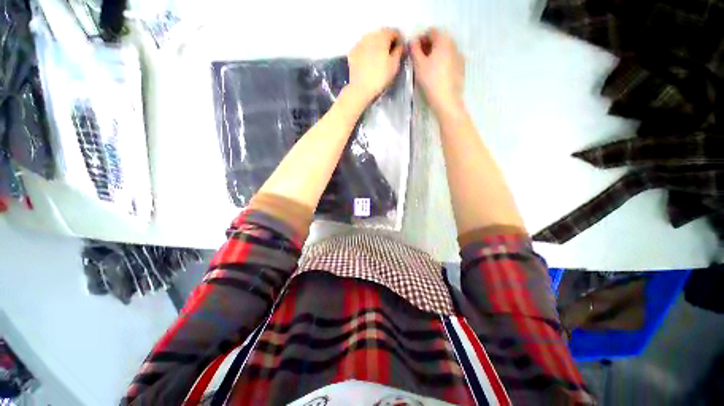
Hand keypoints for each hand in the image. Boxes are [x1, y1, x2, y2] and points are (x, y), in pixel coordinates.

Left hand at [347, 28, 403, 104]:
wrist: (360, 88)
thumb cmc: (380, 77)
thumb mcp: (394, 65)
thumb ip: (399, 51)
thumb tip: (400, 45)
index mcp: (382, 36)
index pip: (394, 31)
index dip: (400, 40)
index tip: (401, 50)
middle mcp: (370, 35)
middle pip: (382, 34)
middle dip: (387, 42)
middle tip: (391, 54)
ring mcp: (360, 42)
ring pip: (371, 40)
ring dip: (377, 46)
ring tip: (380, 58)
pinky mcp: (353, 52)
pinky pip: (363, 47)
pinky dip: (368, 51)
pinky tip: (370, 61)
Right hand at [411, 29, 464, 117]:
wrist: (446, 100)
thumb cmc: (431, 81)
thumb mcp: (419, 64)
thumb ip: (414, 50)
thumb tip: (412, 41)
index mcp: (444, 41)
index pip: (431, 31)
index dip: (421, 37)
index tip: (413, 48)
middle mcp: (453, 45)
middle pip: (439, 39)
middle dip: (428, 45)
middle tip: (418, 57)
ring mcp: (459, 56)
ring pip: (445, 49)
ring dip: (434, 53)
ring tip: (426, 66)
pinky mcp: (460, 67)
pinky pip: (449, 58)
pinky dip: (441, 61)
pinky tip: (436, 73)